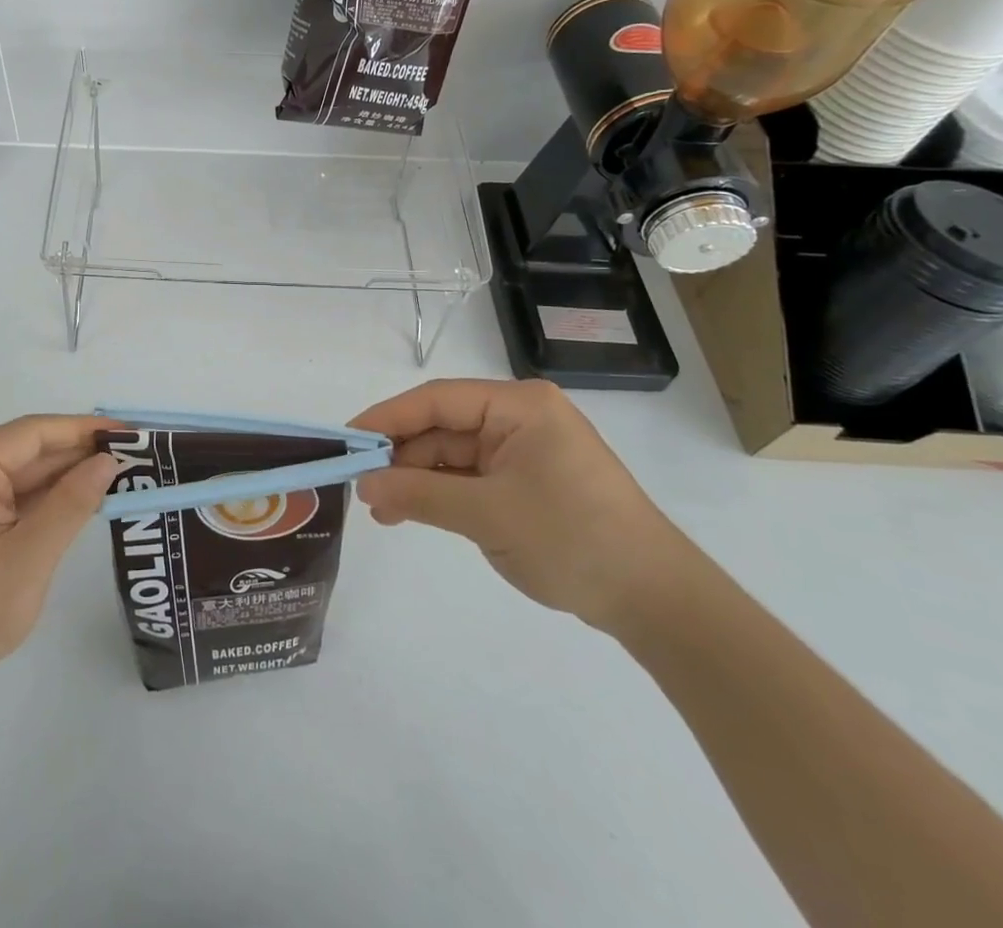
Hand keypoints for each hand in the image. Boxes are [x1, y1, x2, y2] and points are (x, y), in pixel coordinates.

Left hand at [0, 416, 118, 696]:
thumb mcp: (30, 557)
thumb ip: (72, 503)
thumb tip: (108, 461)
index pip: (33, 432)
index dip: (82, 428)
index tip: (128, 432)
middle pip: (29, 450)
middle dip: (79, 452)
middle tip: (135, 455)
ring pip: (25, 475)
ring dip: (68, 476)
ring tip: (121, 474)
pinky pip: (16, 499)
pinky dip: (50, 500)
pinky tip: (85, 500)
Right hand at [351, 379, 692, 634]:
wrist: (656, 601)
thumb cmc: (572, 539)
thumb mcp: (487, 514)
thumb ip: (419, 493)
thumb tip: (364, 484)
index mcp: (518, 406)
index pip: (436, 400)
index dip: (387, 418)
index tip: (347, 441)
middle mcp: (519, 418)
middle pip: (442, 427)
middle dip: (401, 457)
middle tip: (363, 488)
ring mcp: (524, 450)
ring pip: (452, 454)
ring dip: (418, 480)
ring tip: (384, 512)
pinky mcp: (527, 481)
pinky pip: (471, 478)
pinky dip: (441, 494)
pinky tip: (412, 513)